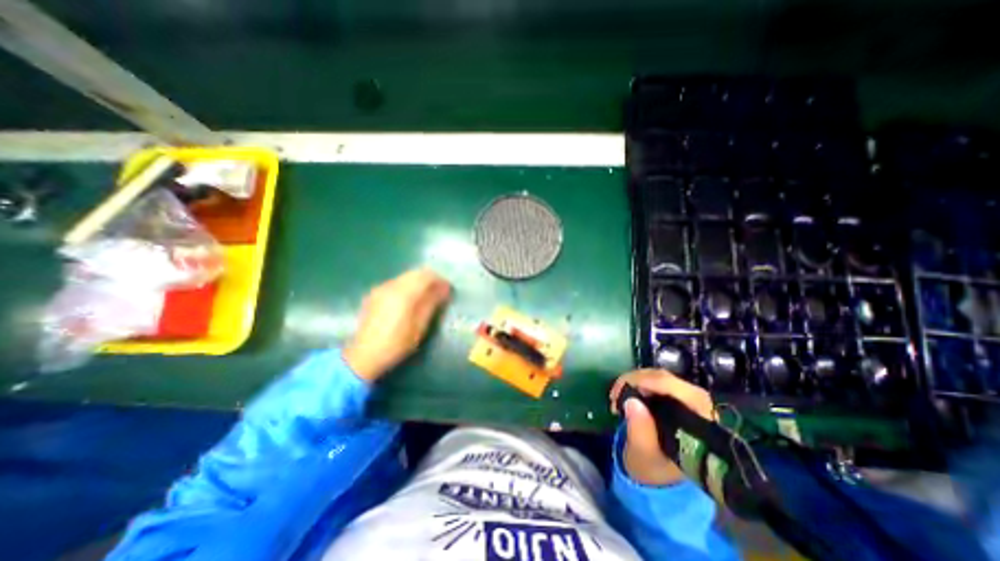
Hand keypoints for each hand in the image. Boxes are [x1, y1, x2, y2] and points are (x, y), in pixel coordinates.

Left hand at [343, 265, 453, 381]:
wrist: (364, 355)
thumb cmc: (397, 343)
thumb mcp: (419, 326)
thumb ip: (432, 303)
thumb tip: (444, 288)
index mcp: (403, 293)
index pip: (426, 275)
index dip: (439, 279)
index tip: (448, 289)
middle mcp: (390, 286)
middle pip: (414, 273)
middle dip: (429, 279)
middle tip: (439, 292)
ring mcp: (380, 289)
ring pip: (404, 277)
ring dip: (418, 282)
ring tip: (426, 296)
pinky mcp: (374, 295)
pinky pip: (395, 283)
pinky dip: (407, 286)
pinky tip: (409, 301)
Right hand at [604, 369, 713, 483]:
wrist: (658, 475)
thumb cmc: (654, 468)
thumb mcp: (643, 454)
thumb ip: (640, 431)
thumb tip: (632, 401)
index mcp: (702, 426)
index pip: (683, 392)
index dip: (653, 383)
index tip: (625, 388)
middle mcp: (701, 408)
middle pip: (669, 380)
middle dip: (638, 381)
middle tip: (615, 393)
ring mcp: (688, 400)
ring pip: (660, 376)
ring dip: (634, 380)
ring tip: (617, 394)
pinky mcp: (676, 396)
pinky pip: (655, 380)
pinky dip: (637, 382)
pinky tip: (625, 392)